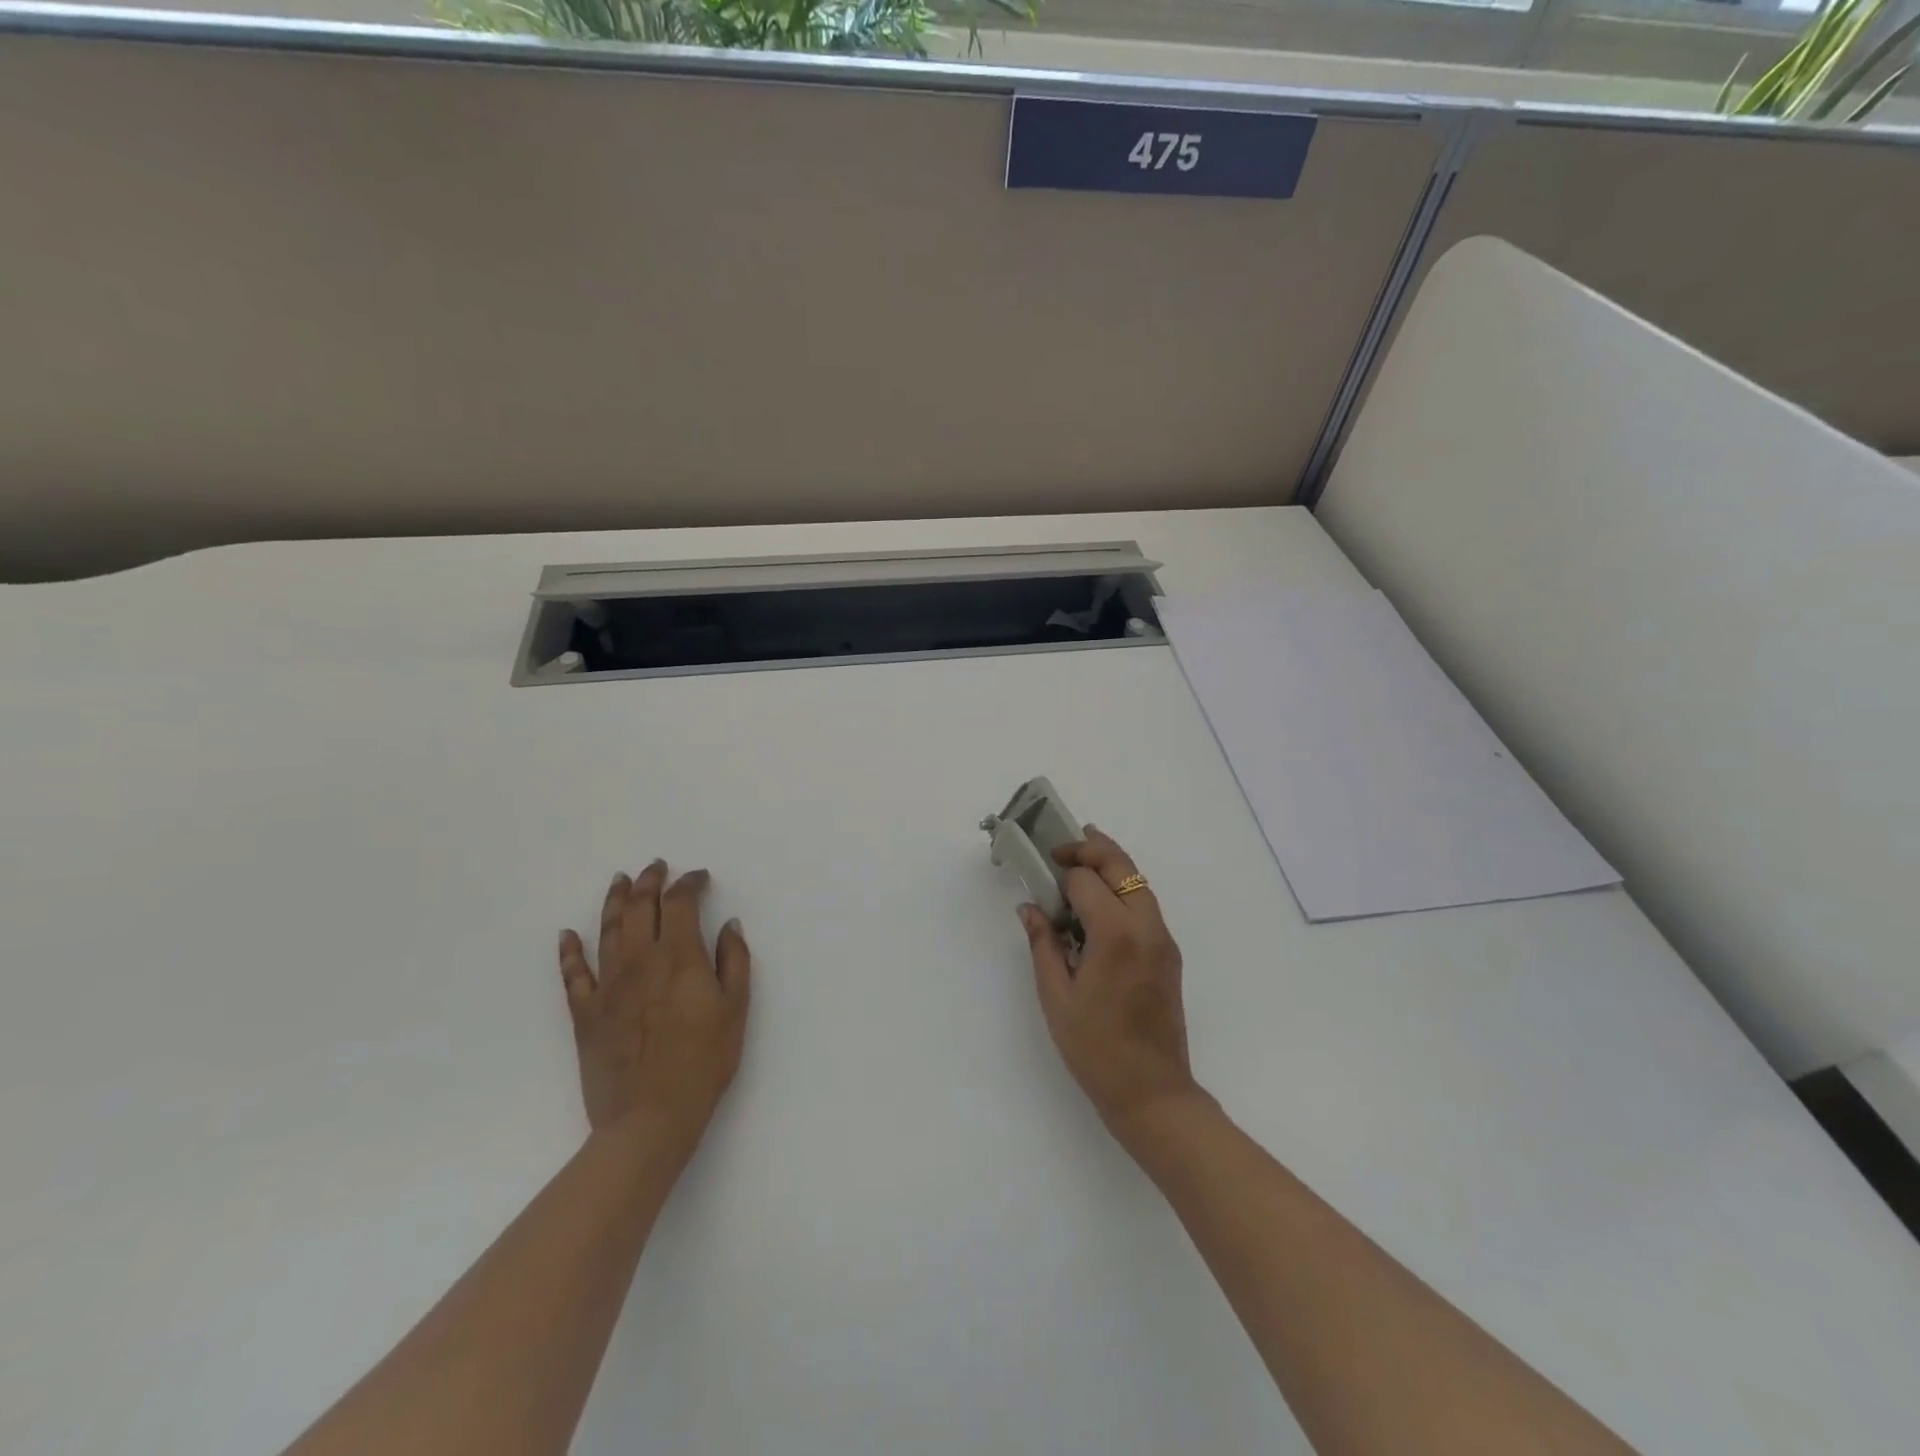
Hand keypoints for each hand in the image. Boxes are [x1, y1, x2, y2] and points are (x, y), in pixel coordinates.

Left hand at [558, 861, 751, 1164]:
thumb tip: (729, 924)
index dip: (689, 884)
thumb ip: (734, 960)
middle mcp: (640, 960)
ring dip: (614, 901)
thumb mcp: (735, 1008)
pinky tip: (567, 935)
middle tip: (656, 867)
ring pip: (607, 930)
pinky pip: (573, 974)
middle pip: (641, 907)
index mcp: (679, 956)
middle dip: (650, 882)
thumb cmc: (704, 1061)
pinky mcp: (586, 1013)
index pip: (681, 903)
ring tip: (620, 881)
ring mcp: (608, 986)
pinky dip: (569, 951)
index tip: (699, 877)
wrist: (650, 1116)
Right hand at [1019, 828, 1202, 1140]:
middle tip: (1062, 847)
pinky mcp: (1169, 953)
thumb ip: (1043, 944)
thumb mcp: (1056, 996)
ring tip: (1080, 862)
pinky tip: (1099, 903)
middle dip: (1092, 848)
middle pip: (1122, 866)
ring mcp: (1164, 939)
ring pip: (1139, 882)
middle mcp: (1146, 927)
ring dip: (1110, 866)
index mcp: (1116, 935)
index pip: (1086, 880)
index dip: (1060, 876)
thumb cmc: (1095, 1048)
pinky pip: (1146, 905)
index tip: (1040, 881)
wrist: (1152, 1092)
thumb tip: (1029, 908)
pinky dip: (1123, 890)